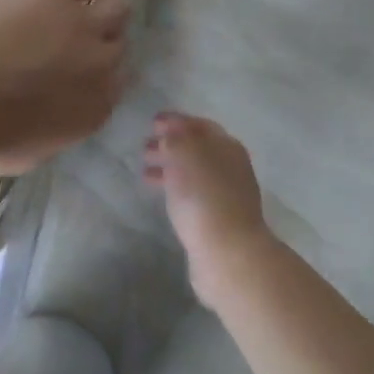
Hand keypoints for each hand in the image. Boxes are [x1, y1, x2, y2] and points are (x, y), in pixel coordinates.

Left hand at [0, 0, 130, 174]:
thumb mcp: (27, 152)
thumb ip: (49, 133)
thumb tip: (46, 120)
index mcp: (92, 111)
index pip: (114, 88)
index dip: (103, 77)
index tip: (90, 73)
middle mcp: (100, 67)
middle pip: (118, 46)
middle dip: (106, 43)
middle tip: (90, 38)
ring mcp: (83, 25)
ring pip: (114, 9)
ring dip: (108, 8)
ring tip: (106, 0)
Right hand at [143, 112, 275, 294]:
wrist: (228, 253)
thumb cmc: (204, 196)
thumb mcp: (185, 155)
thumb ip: (175, 138)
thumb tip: (169, 136)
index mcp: (226, 146)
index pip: (199, 125)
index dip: (175, 121)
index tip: (152, 122)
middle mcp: (230, 166)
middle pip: (197, 148)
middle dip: (170, 144)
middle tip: (144, 146)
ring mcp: (225, 193)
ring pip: (192, 171)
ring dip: (169, 167)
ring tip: (144, 170)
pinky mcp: (217, 218)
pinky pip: (191, 193)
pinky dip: (174, 187)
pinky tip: (160, 194)